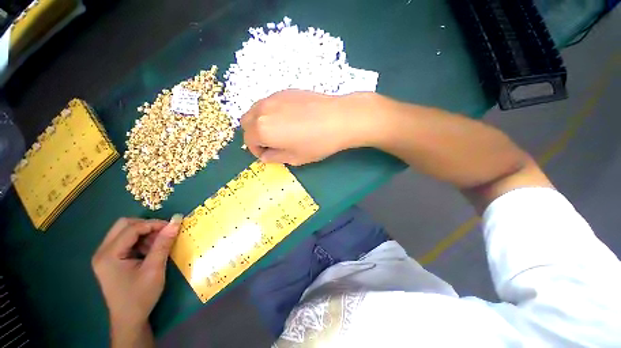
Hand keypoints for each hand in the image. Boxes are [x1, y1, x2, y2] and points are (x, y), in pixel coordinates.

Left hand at [92, 216, 180, 330]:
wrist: (129, 319)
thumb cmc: (141, 296)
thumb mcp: (154, 269)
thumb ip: (164, 243)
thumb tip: (176, 221)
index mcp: (109, 255)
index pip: (131, 228)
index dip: (154, 224)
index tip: (172, 227)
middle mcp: (102, 252)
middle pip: (124, 225)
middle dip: (147, 226)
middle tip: (163, 234)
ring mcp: (104, 256)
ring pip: (124, 231)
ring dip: (144, 233)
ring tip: (157, 245)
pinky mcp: (109, 260)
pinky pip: (125, 241)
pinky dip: (139, 241)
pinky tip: (149, 251)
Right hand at [241, 90, 376, 165]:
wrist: (339, 118)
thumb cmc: (317, 143)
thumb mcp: (295, 158)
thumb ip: (275, 157)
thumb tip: (265, 156)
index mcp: (262, 129)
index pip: (248, 140)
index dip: (257, 150)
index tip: (268, 155)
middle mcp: (262, 110)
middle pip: (247, 122)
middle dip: (254, 134)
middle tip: (271, 143)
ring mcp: (273, 97)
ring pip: (256, 110)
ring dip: (261, 122)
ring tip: (280, 131)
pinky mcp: (285, 91)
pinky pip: (269, 103)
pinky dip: (271, 113)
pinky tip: (289, 118)